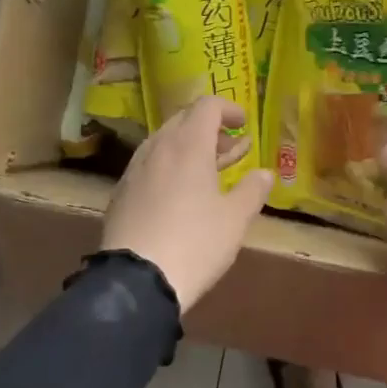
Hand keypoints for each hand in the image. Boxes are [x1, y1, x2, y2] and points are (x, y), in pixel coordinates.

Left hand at [101, 95, 271, 310]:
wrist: (136, 280)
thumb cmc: (195, 243)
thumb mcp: (235, 219)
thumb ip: (253, 190)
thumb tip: (265, 173)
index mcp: (188, 146)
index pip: (207, 106)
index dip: (228, 108)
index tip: (244, 123)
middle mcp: (158, 148)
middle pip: (183, 120)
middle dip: (209, 127)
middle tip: (231, 148)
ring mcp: (135, 170)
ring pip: (164, 142)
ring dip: (189, 146)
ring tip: (210, 169)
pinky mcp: (121, 193)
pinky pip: (149, 165)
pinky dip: (169, 165)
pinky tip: (180, 192)